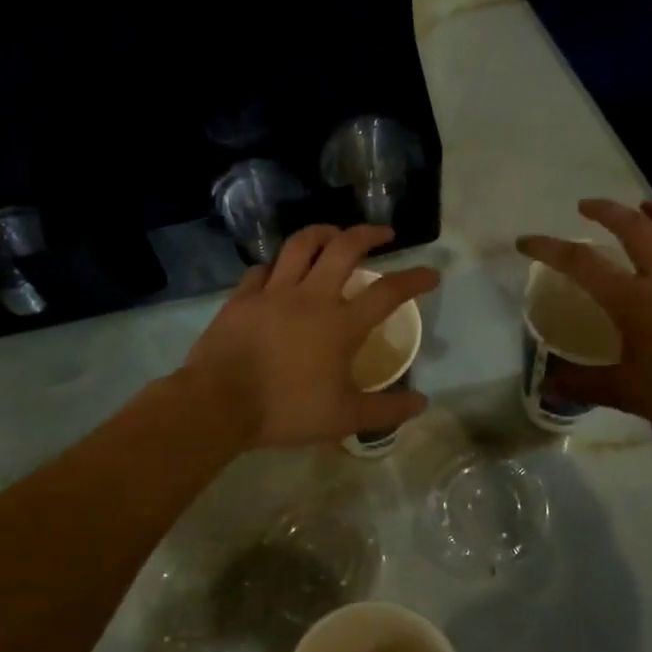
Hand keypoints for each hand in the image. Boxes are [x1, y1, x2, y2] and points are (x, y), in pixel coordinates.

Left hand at [180, 224, 439, 448]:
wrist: (220, 403)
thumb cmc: (287, 410)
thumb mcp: (345, 418)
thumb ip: (386, 410)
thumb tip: (421, 404)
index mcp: (341, 324)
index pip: (387, 292)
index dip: (414, 279)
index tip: (431, 273)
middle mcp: (311, 297)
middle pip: (344, 249)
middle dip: (368, 234)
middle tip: (383, 233)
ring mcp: (273, 293)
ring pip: (300, 246)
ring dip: (322, 233)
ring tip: (333, 233)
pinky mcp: (241, 298)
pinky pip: (262, 269)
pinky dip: (277, 266)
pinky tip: (278, 271)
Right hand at [517, 199, 651, 446]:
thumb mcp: (628, 394)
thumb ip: (584, 385)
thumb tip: (546, 384)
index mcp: (634, 300)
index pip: (581, 263)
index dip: (549, 248)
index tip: (526, 240)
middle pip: (634, 226)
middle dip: (605, 210)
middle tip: (587, 206)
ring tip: (645, 205)